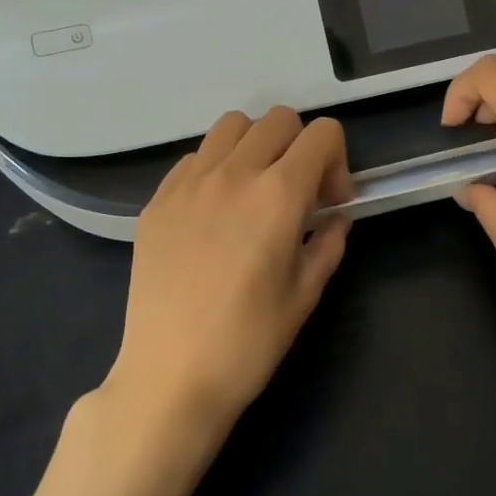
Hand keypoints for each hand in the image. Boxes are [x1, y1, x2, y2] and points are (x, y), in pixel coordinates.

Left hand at [108, 108, 354, 453]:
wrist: (170, 376)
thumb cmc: (248, 342)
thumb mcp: (306, 294)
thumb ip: (328, 243)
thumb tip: (335, 219)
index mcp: (279, 195)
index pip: (322, 134)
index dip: (338, 162)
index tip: (330, 204)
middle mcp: (234, 173)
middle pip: (279, 119)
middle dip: (301, 146)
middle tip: (298, 194)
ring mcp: (189, 182)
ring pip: (232, 126)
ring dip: (256, 145)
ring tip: (254, 190)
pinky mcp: (158, 199)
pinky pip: (195, 157)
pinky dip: (216, 167)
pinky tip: (215, 211)